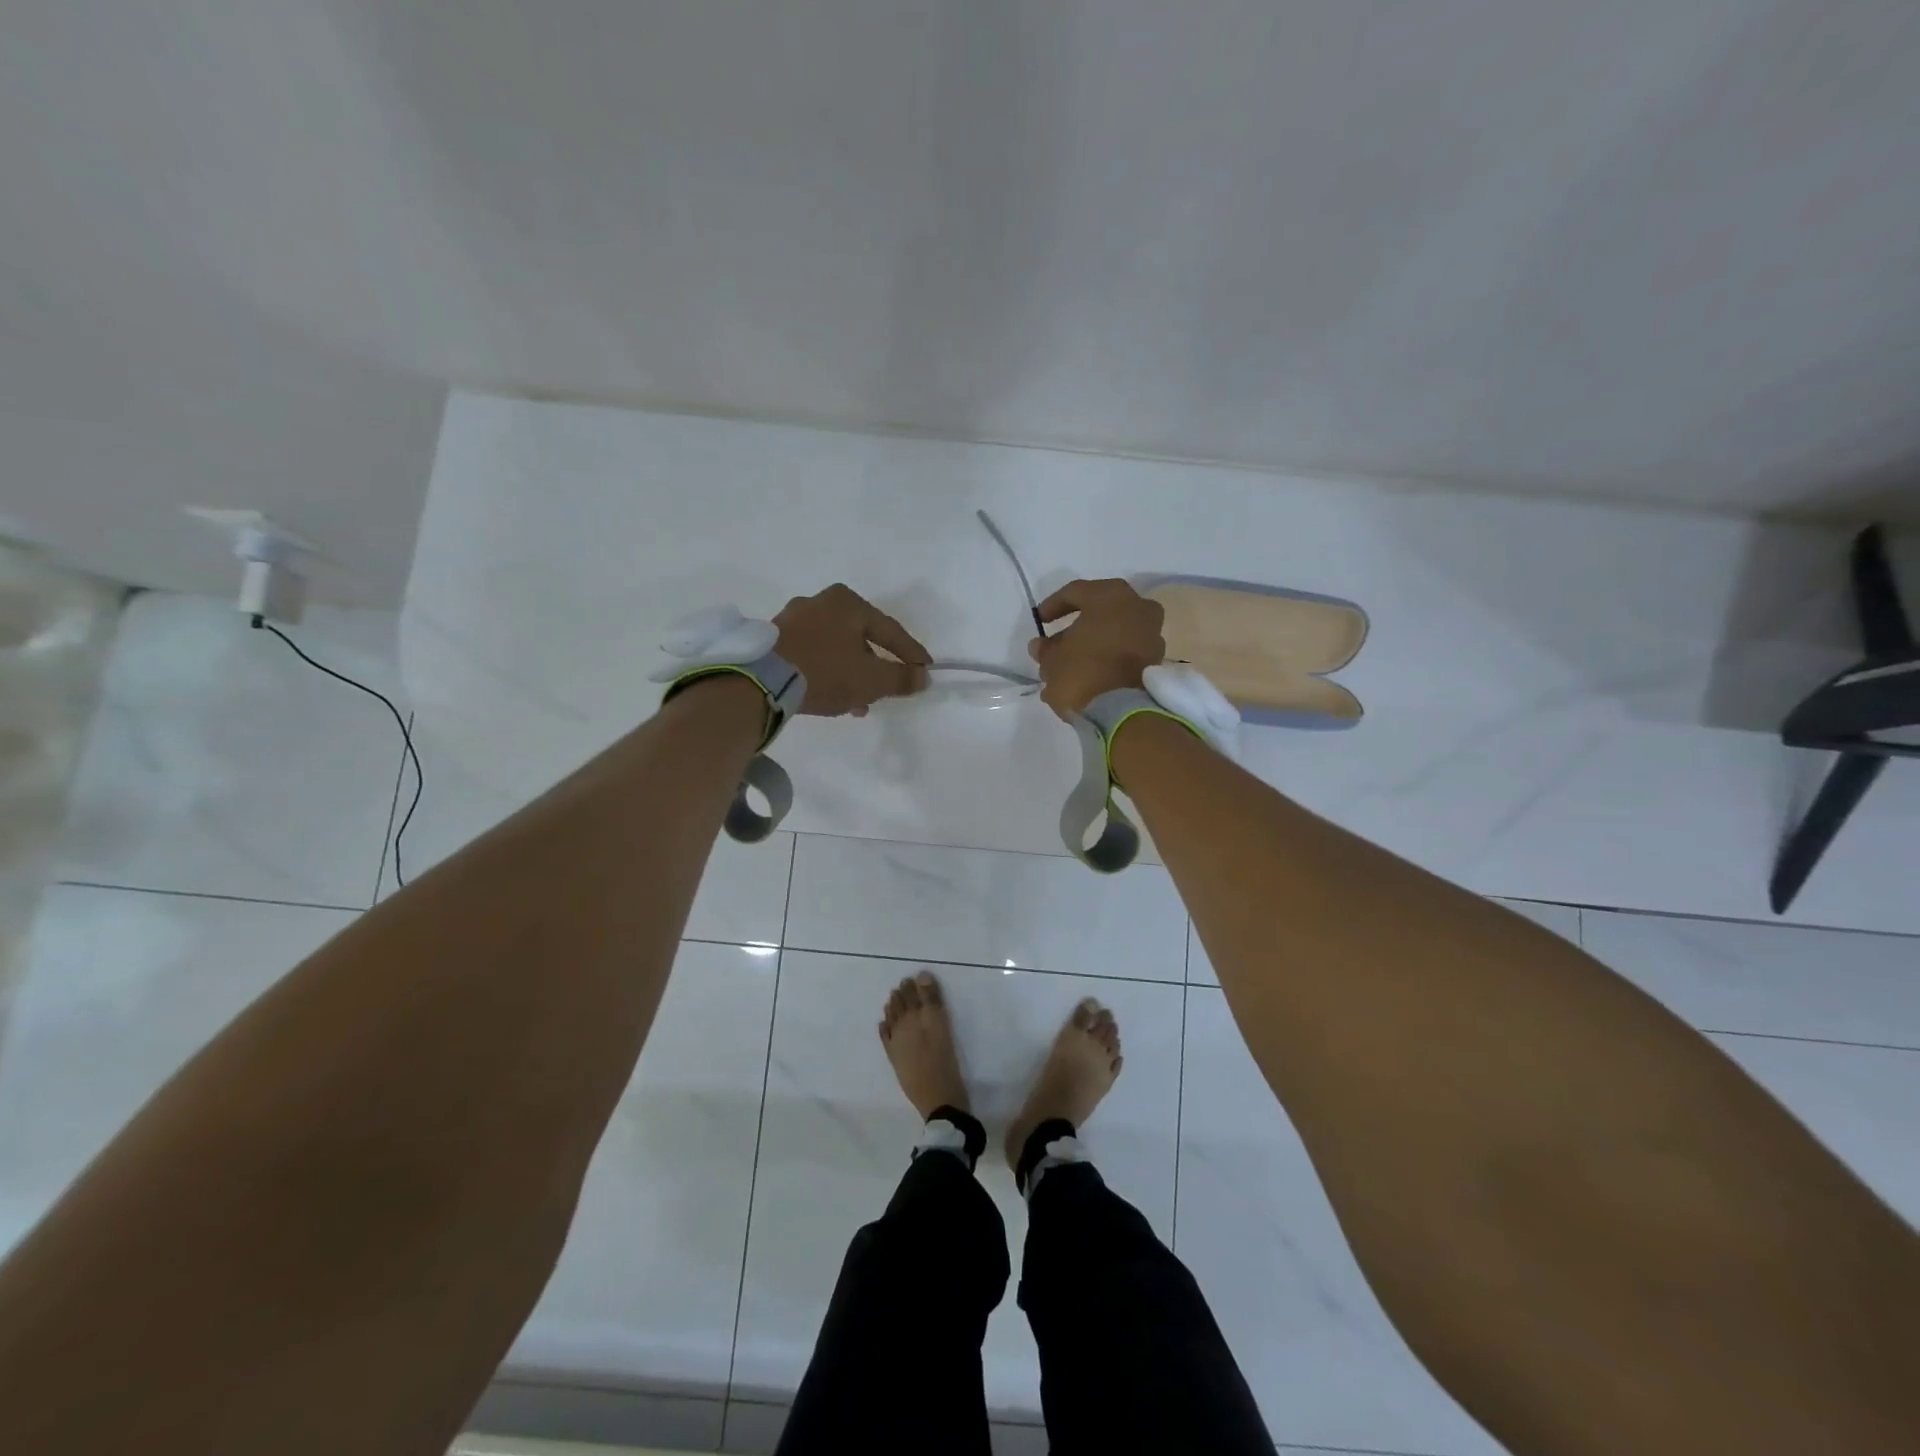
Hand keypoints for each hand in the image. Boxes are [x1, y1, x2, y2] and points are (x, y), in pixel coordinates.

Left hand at [774, 584, 930, 716]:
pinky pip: (812, 655)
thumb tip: (922, 677)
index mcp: (847, 602)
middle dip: (876, 667)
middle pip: (860, 638)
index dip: (910, 653)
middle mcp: (819, 602)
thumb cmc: (825, 672)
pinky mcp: (773, 639)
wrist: (760, 681)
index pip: (889, 630)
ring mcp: (792, 619)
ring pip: (835, 648)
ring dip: (851, 674)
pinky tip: (832, 697)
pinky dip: (827, 673)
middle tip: (887, 689)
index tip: (925, 670)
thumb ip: (901, 678)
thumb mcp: (871, 679)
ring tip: (858, 704)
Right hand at [1028, 578, 1165, 720]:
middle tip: (1057, 643)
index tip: (1040, 621)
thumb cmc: (1083, 673)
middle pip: (1101, 611)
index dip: (1054, 605)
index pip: (1076, 592)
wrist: (1123, 712)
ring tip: (1072, 664)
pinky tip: (1090, 675)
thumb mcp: (1052, 661)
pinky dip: (1110, 658)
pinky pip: (1127, 651)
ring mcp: (1152, 634)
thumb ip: (1046, 649)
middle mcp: (1138, 607)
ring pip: (1117, 632)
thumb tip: (1042, 646)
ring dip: (1095, 643)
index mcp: (1110, 596)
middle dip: (1078, 626)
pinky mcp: (1156, 660)